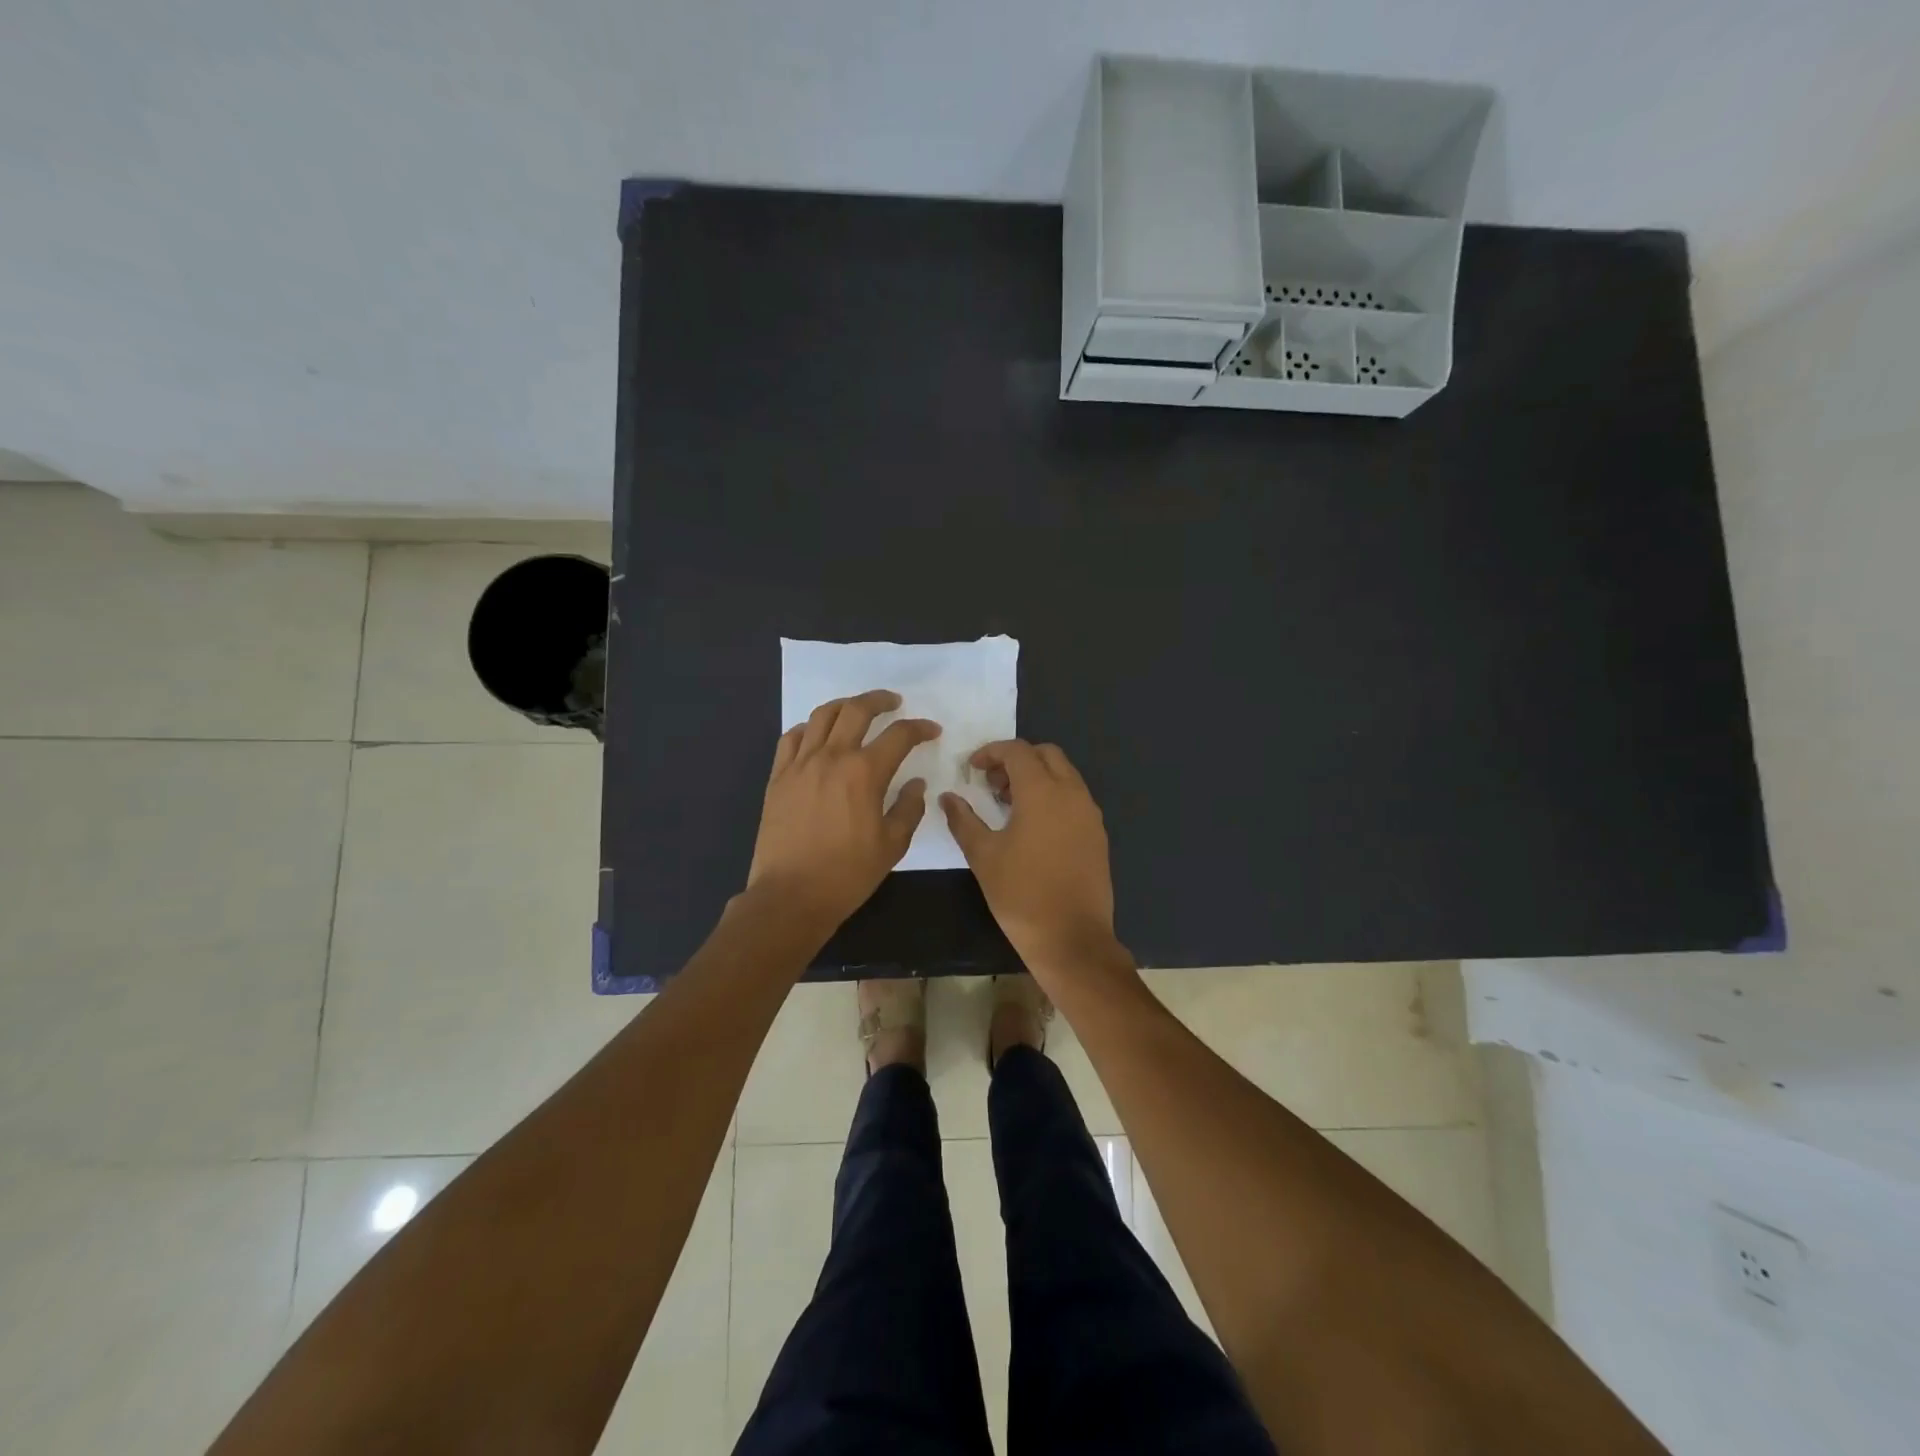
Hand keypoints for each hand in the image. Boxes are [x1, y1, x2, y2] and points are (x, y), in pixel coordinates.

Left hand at [747, 690, 939, 933]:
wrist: (790, 895)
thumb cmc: (847, 874)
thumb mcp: (892, 845)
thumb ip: (908, 808)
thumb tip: (916, 784)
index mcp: (864, 773)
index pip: (898, 735)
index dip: (919, 728)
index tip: (931, 731)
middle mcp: (831, 757)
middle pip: (856, 710)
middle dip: (880, 700)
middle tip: (894, 702)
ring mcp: (800, 764)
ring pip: (821, 716)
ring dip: (844, 706)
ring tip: (856, 710)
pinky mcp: (778, 777)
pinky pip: (791, 738)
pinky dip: (809, 728)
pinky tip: (818, 735)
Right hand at [940, 740, 1125, 983]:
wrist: (1072, 938)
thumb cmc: (1021, 894)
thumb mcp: (983, 855)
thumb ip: (963, 820)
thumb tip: (948, 797)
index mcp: (1043, 791)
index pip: (1018, 751)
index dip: (992, 752)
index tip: (972, 769)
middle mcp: (1072, 793)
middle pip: (1047, 754)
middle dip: (1017, 760)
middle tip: (992, 785)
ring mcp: (1090, 813)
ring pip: (1064, 775)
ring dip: (1037, 777)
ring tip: (1009, 806)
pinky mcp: (1098, 834)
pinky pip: (1075, 798)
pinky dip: (1053, 796)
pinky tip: (1033, 827)